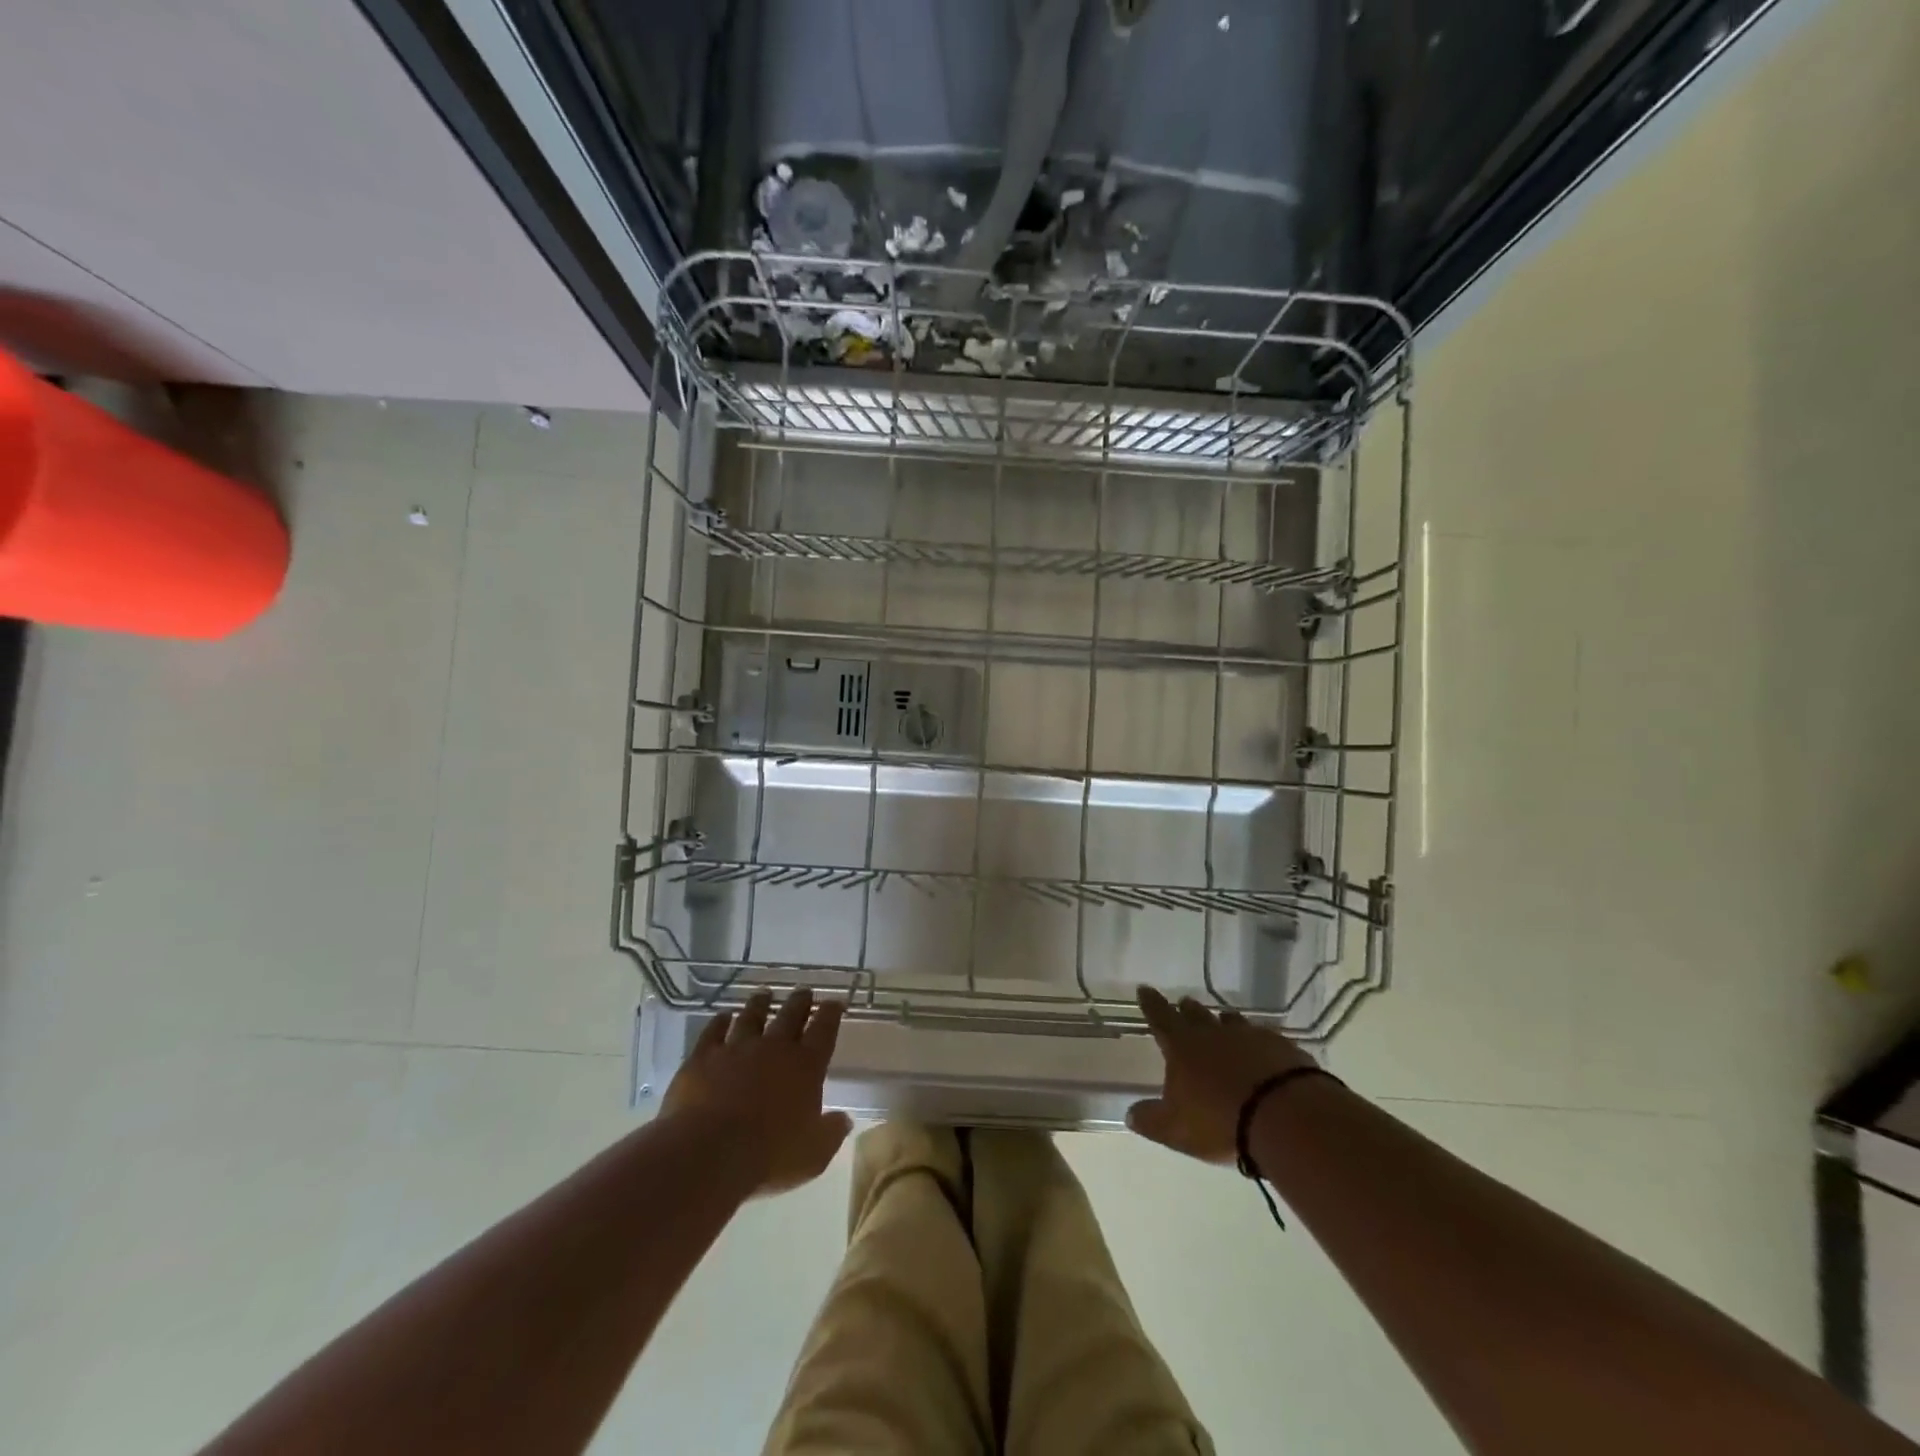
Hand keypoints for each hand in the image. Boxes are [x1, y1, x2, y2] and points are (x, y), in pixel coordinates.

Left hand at [661, 988, 852, 1194]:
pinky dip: (719, 1022)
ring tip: (764, 994)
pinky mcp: (703, 1057)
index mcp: (806, 1066)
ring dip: (760, 1004)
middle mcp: (774, 1048)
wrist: (708, 1153)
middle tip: (803, 991)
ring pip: (752, 1016)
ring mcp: (736, 1048)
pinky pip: (713, 1032)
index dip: (831, 1013)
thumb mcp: (813, 1155)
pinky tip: (722, 1017)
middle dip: (800, 1002)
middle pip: (790, 1015)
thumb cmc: (769, 1157)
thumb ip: (831, 1133)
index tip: (835, 1002)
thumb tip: (843, 1119)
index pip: (824, 1030)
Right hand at [1127, 985, 1319, 1162]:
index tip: (1144, 988)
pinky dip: (1258, 1042)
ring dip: (1223, 1021)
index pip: (1160, 1017)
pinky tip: (1262, 1051)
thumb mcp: (1175, 1129)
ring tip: (1222, 1022)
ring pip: (1231, 1021)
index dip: (1151, 1003)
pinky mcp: (1282, 1047)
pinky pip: (1264, 1037)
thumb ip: (1150, 1120)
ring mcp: (1250, 1036)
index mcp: (1182, 1046)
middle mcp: (1213, 1033)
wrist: (1285, 1117)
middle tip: (1183, 1004)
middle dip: (1186, 1009)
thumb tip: (1130, 1114)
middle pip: (1196, 1014)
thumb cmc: (1219, 1121)